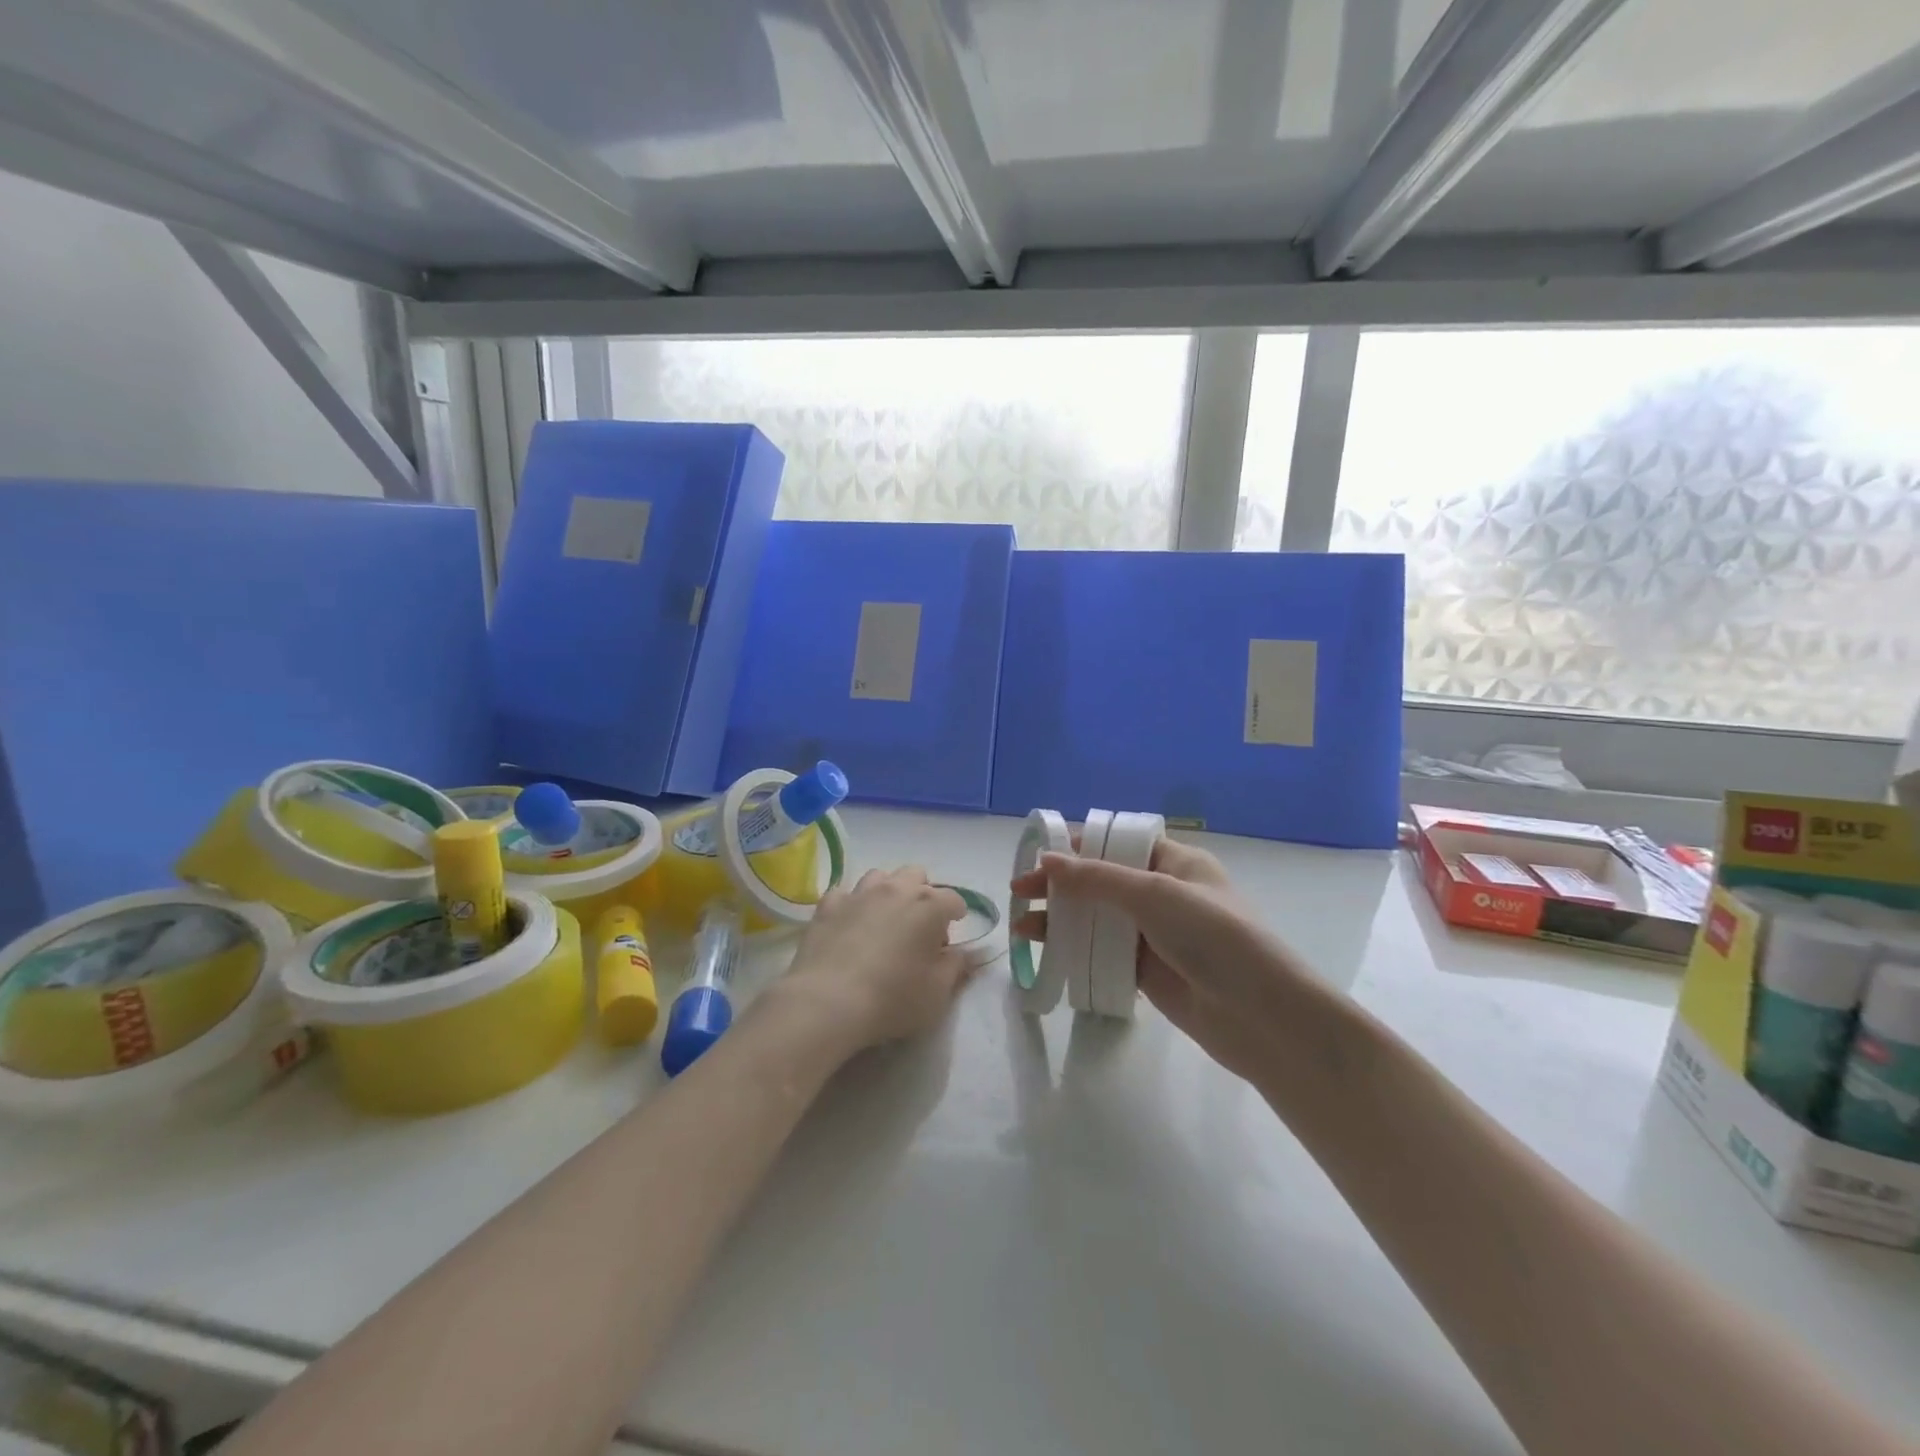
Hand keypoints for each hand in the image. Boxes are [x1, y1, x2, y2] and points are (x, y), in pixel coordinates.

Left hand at [779, 867, 971, 1052]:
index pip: (954, 899)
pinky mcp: (828, 905)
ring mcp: (859, 893)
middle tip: (919, 926)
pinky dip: (852, 905)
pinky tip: (849, 925)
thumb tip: (964, 953)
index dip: (956, 915)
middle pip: (917, 875)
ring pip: (880, 877)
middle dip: (923, 894)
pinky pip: (845, 895)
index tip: (951, 935)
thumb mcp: (938, 993)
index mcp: (929, 906)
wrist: (828, 1002)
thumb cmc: (892, 999)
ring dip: (888, 892)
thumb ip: (956, 967)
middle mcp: (896, 889)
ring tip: (884, 920)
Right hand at [1010, 835, 1312, 1081]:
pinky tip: (1047, 952)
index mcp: (1174, 861)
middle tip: (1020, 893)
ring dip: (1060, 919)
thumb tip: (1046, 860)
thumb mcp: (1154, 894)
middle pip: (1101, 880)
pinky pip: (1102, 952)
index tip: (1037, 856)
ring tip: (1022, 927)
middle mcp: (1163, 892)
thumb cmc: (1214, 936)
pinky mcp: (1147, 971)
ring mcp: (1154, 934)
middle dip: (1060, 885)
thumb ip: (1097, 878)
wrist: (1261, 1016)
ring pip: (1097, 918)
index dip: (1077, 846)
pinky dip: (1075, 949)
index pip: (1117, 843)